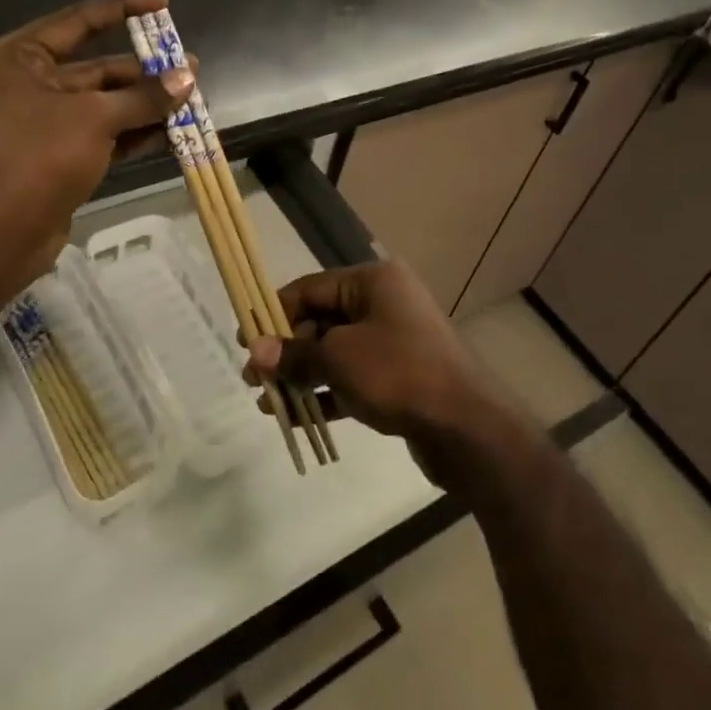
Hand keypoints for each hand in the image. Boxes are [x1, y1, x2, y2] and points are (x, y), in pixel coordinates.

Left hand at [0, 0, 193, 295]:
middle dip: (144, 72)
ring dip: (145, 104)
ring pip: (104, 103)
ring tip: (191, 100)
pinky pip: (102, 133)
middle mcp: (26, 83)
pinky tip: (172, 131)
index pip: (78, 21)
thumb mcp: (96, 119)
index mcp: (17, 58)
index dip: (123, 9)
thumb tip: (188, 78)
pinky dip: (134, 132)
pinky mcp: (58, 155)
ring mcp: (42, 122)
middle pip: (97, 67)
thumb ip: (144, 97)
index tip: (162, 4)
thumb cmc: (37, 158)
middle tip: (191, 70)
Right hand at [245, 261, 512, 486]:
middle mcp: (384, 304)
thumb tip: (255, 351)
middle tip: (253, 377)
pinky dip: (325, 393)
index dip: (275, 312)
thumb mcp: (339, 359)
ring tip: (266, 401)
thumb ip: (294, 353)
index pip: (311, 288)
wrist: (465, 427)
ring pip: (334, 353)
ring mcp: (393, 342)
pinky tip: (295, 416)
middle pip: (321, 320)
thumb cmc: (398, 373)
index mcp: (373, 282)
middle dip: (286, 350)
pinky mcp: (398, 377)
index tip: (245, 339)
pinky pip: (351, 378)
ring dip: (301, 375)